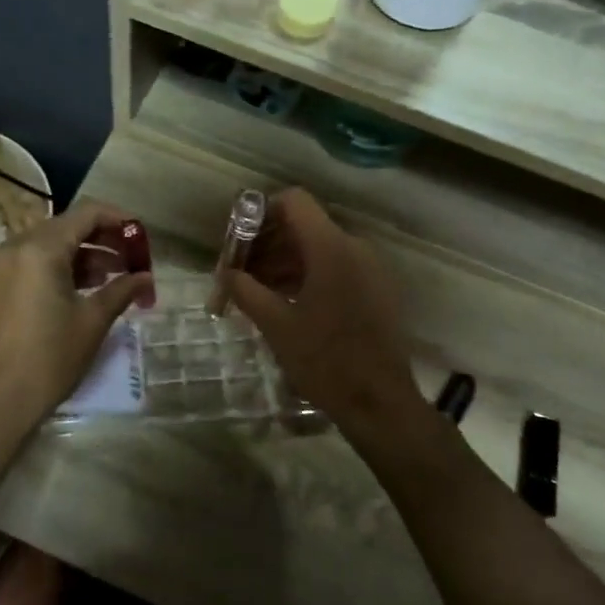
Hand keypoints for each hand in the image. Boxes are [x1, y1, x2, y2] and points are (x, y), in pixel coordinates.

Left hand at [0, 200, 151, 433]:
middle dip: (102, 239)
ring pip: (49, 245)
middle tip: (132, 260)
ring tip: (114, 278)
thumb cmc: (50, 358)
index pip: (86, 214)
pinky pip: (33, 262)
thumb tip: (146, 278)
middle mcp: (15, 247)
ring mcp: (0, 267)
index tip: (141, 238)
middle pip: (66, 226)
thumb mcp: (93, 321)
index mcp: (39, 249)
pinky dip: (60, 267)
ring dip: (83, 255)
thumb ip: (122, 290)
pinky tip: (84, 289)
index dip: (118, 219)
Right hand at [226, 189, 422, 429]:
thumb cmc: (324, 360)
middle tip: (239, 273)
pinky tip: (286, 303)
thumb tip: (226, 274)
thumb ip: (246, 291)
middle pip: (304, 225)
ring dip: (285, 262)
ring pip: (319, 248)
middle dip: (267, 243)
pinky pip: (336, 267)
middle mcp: (354, 247)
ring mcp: (369, 268)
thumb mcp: (276, 325)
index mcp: (331, 248)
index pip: (294, 201)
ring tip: (257, 292)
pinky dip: (308, 275)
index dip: (262, 212)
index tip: (239, 240)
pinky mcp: (375, 289)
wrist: (379, 402)